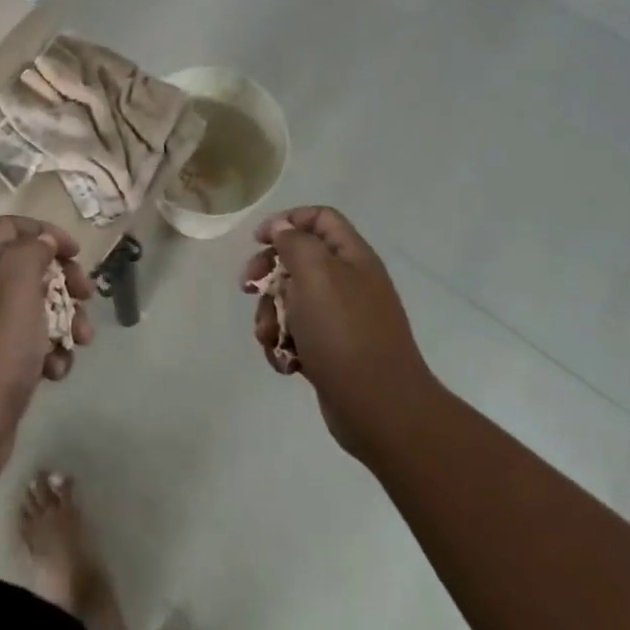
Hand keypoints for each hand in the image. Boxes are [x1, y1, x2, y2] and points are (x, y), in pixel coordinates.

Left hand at [0, 216, 93, 487]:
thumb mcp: (13, 288)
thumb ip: (30, 254)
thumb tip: (43, 242)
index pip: (9, 229)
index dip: (44, 232)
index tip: (75, 253)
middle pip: (30, 269)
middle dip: (64, 280)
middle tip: (86, 295)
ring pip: (39, 311)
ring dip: (66, 321)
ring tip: (81, 341)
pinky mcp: (2, 369)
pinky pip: (35, 348)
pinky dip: (52, 355)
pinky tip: (56, 373)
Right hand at [245, 206, 436, 462]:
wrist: (381, 411)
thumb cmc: (345, 333)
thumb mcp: (315, 274)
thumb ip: (295, 242)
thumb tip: (283, 227)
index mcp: (351, 257)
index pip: (320, 218)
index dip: (287, 220)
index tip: (258, 240)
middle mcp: (348, 283)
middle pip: (298, 259)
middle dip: (268, 272)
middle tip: (248, 286)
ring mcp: (341, 320)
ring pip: (291, 301)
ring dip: (270, 315)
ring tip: (268, 337)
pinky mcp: (332, 352)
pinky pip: (298, 335)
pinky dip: (284, 345)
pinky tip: (285, 362)